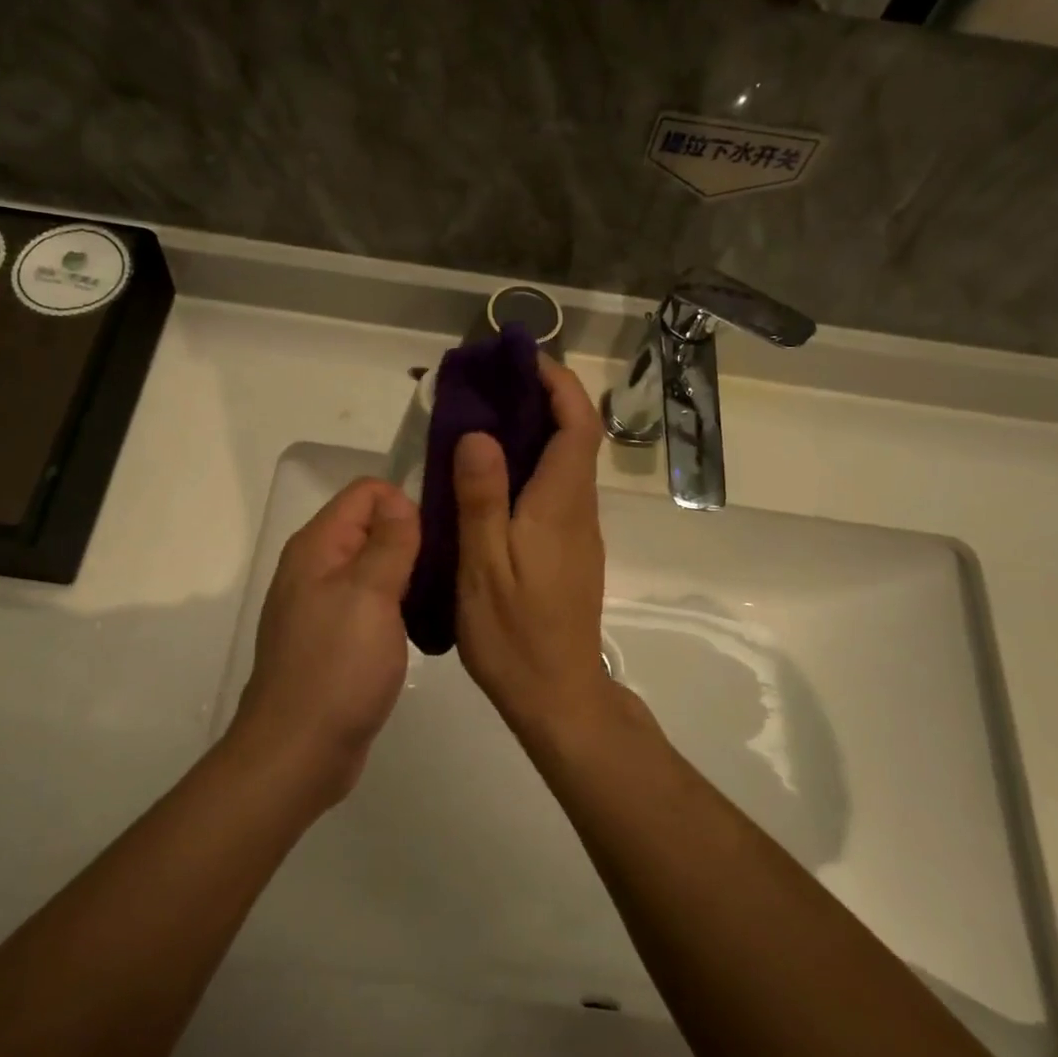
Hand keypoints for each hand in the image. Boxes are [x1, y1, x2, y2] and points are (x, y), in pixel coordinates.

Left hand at [231, 478, 420, 804]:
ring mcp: (323, 606)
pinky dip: (397, 606)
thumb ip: (389, 541)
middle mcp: (315, 567)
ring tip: (444, 596)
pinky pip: (372, 603)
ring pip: (374, 567)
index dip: (405, 504)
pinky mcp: (335, 639)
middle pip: (371, 527)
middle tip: (453, 568)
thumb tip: (399, 499)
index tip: (439, 538)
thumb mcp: (369, 593)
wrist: (299, 753)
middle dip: (412, 538)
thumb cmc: (337, 667)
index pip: (366, 493)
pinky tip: (422, 626)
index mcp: (317, 546)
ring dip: (409, 574)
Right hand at [452, 358, 612, 730]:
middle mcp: (579, 510)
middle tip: (490, 386)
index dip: (559, 384)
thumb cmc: (515, 633)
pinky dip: (530, 465)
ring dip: (535, 431)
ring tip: (481, 422)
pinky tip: (491, 479)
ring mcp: (579, 532)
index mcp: (561, 505)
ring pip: (565, 463)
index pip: (577, 425)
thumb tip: (479, 434)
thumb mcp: (485, 565)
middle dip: (542, 399)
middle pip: (575, 437)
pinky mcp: (570, 551)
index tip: (524, 360)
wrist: (557, 696)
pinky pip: (555, 490)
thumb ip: (482, 498)